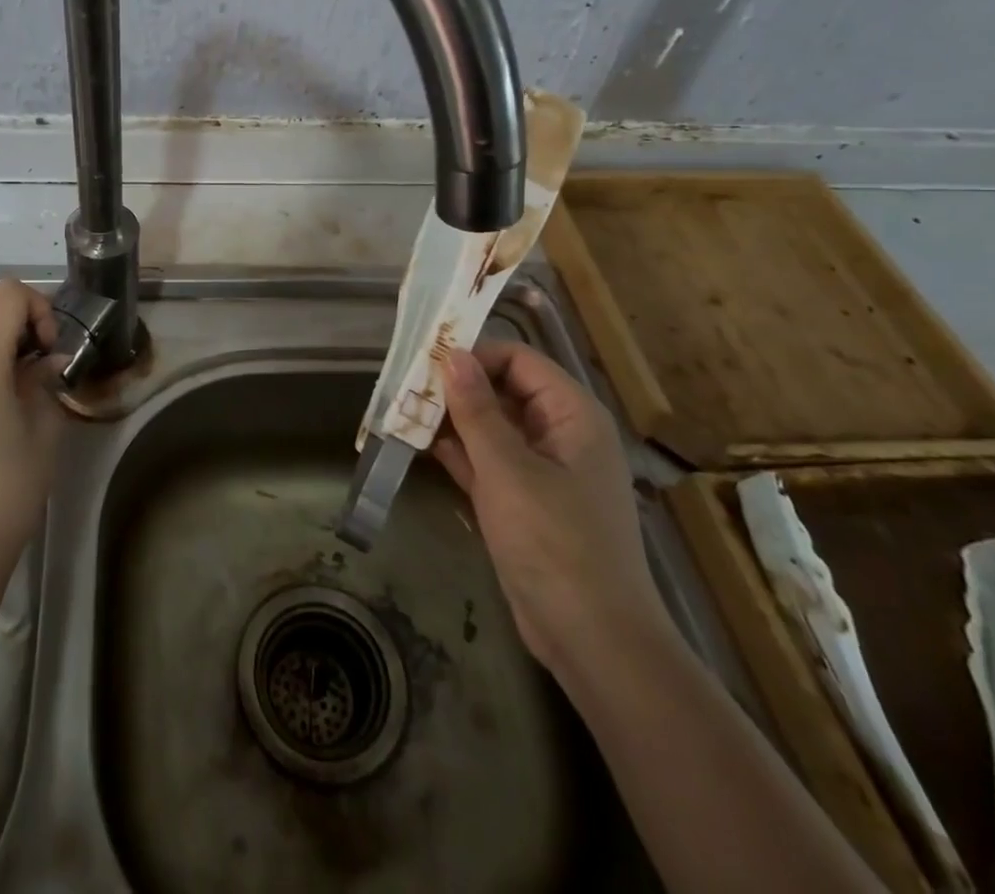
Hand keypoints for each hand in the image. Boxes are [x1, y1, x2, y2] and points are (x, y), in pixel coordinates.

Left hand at [0, 279, 67, 569]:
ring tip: (22, 363)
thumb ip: (45, 381)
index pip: (6, 294)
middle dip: (12, 304)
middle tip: (36, 342)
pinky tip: (4, 383)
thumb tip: (48, 361)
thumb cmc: (5, 490)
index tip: (50, 346)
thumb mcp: (43, 430)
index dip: (38, 307)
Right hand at [434, 340, 671, 673]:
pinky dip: (458, 452)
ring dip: (451, 419)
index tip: (426, 361)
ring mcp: (543, 470)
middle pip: (504, 390)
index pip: (519, 361)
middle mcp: (561, 434)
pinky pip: (488, 461)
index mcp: (572, 415)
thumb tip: (452, 355)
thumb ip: (477, 410)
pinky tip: (417, 444)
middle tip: (404, 386)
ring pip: (492, 426)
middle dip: (456, 387)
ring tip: (401, 411)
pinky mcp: (524, 501)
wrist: (592, 640)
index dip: (475, 354)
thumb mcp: (508, 469)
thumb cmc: (555, 542)